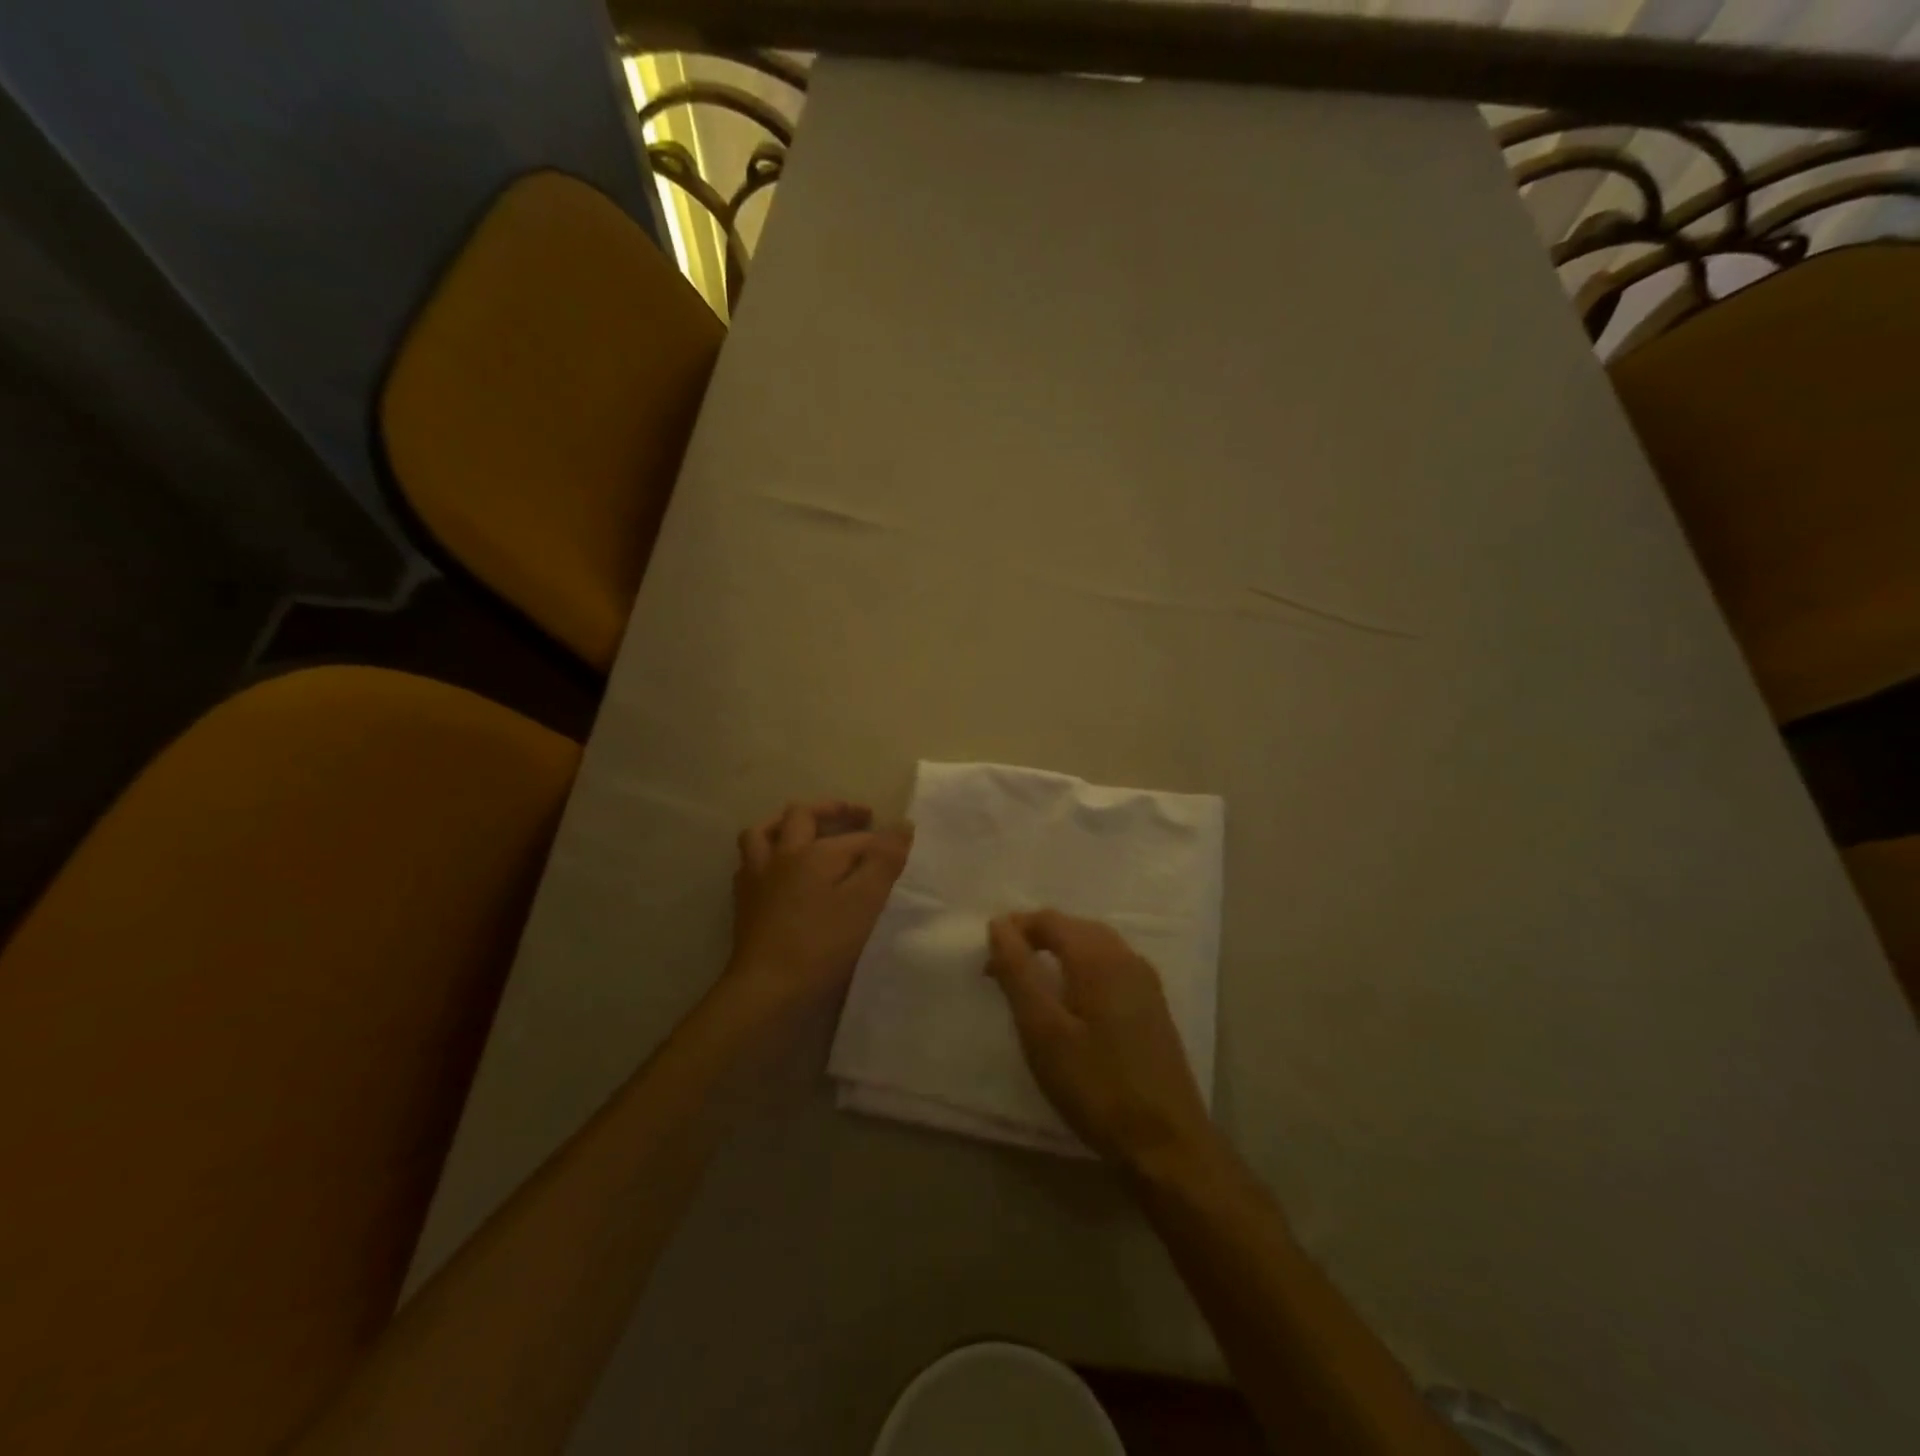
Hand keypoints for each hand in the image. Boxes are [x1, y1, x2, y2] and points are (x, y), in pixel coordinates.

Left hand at [726, 800, 912, 1018]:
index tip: (901, 848)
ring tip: (804, 829)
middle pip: (801, 815)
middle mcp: (782, 855)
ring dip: (785, 823)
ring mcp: (757, 877)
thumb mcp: (865, 903)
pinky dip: (766, 855)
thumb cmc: (821, 945)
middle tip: (856, 817)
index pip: (854, 838)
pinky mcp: (744, 901)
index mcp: (814, 852)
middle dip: (830, 810)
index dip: (879, 841)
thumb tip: (902, 824)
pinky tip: (777, 869)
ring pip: (763, 832)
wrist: (767, 988)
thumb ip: (884, 861)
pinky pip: (750, 862)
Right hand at [987, 910, 1219, 1174]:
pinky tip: (1070, 999)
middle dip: (1035, 938)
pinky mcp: (1152, 1005)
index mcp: (1099, 957)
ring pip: (1093, 945)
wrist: (1167, 1143)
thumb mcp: (1043, 1031)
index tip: (987, 959)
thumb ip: (1018, 972)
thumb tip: (998, 924)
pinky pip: (1109, 966)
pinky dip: (1080, 968)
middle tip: (1003, 968)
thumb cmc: (1096, 1085)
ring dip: (1058, 952)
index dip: (1015, 929)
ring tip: (1030, 981)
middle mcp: (1126, 957)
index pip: (1049, 920)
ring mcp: (1145, 981)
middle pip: (1073, 927)